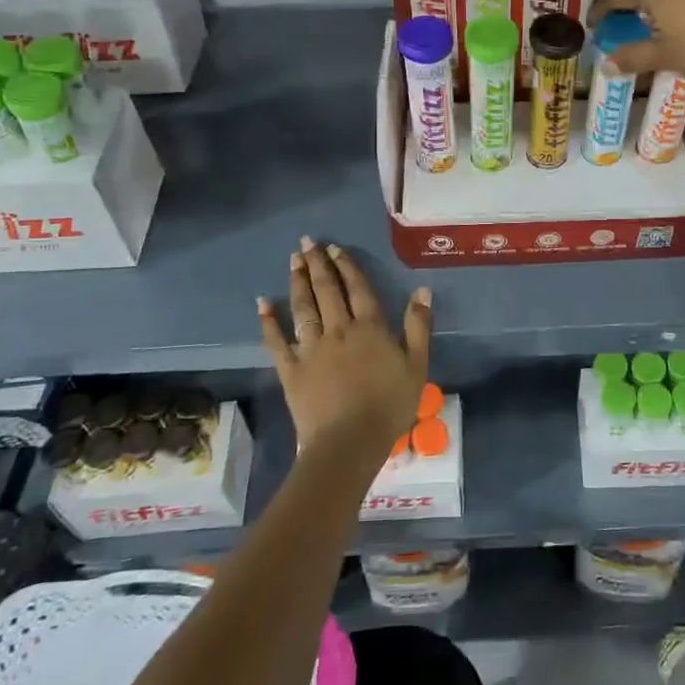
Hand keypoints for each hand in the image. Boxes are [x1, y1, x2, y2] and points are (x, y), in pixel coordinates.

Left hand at [257, 237, 431, 457]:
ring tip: (293, 260)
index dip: (347, 267)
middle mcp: (339, 330)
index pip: (358, 289)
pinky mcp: (291, 369)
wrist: (349, 441)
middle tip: (308, 242)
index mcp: (370, 328)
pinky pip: (276, 341)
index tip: (335, 249)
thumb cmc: (389, 405)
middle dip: (317, 265)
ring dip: (298, 282)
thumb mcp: (416, 366)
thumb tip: (422, 289)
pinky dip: (269, 321)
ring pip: (303, 307)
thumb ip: (418, 326)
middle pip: (327, 291)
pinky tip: (262, 303)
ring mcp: (311, 348)